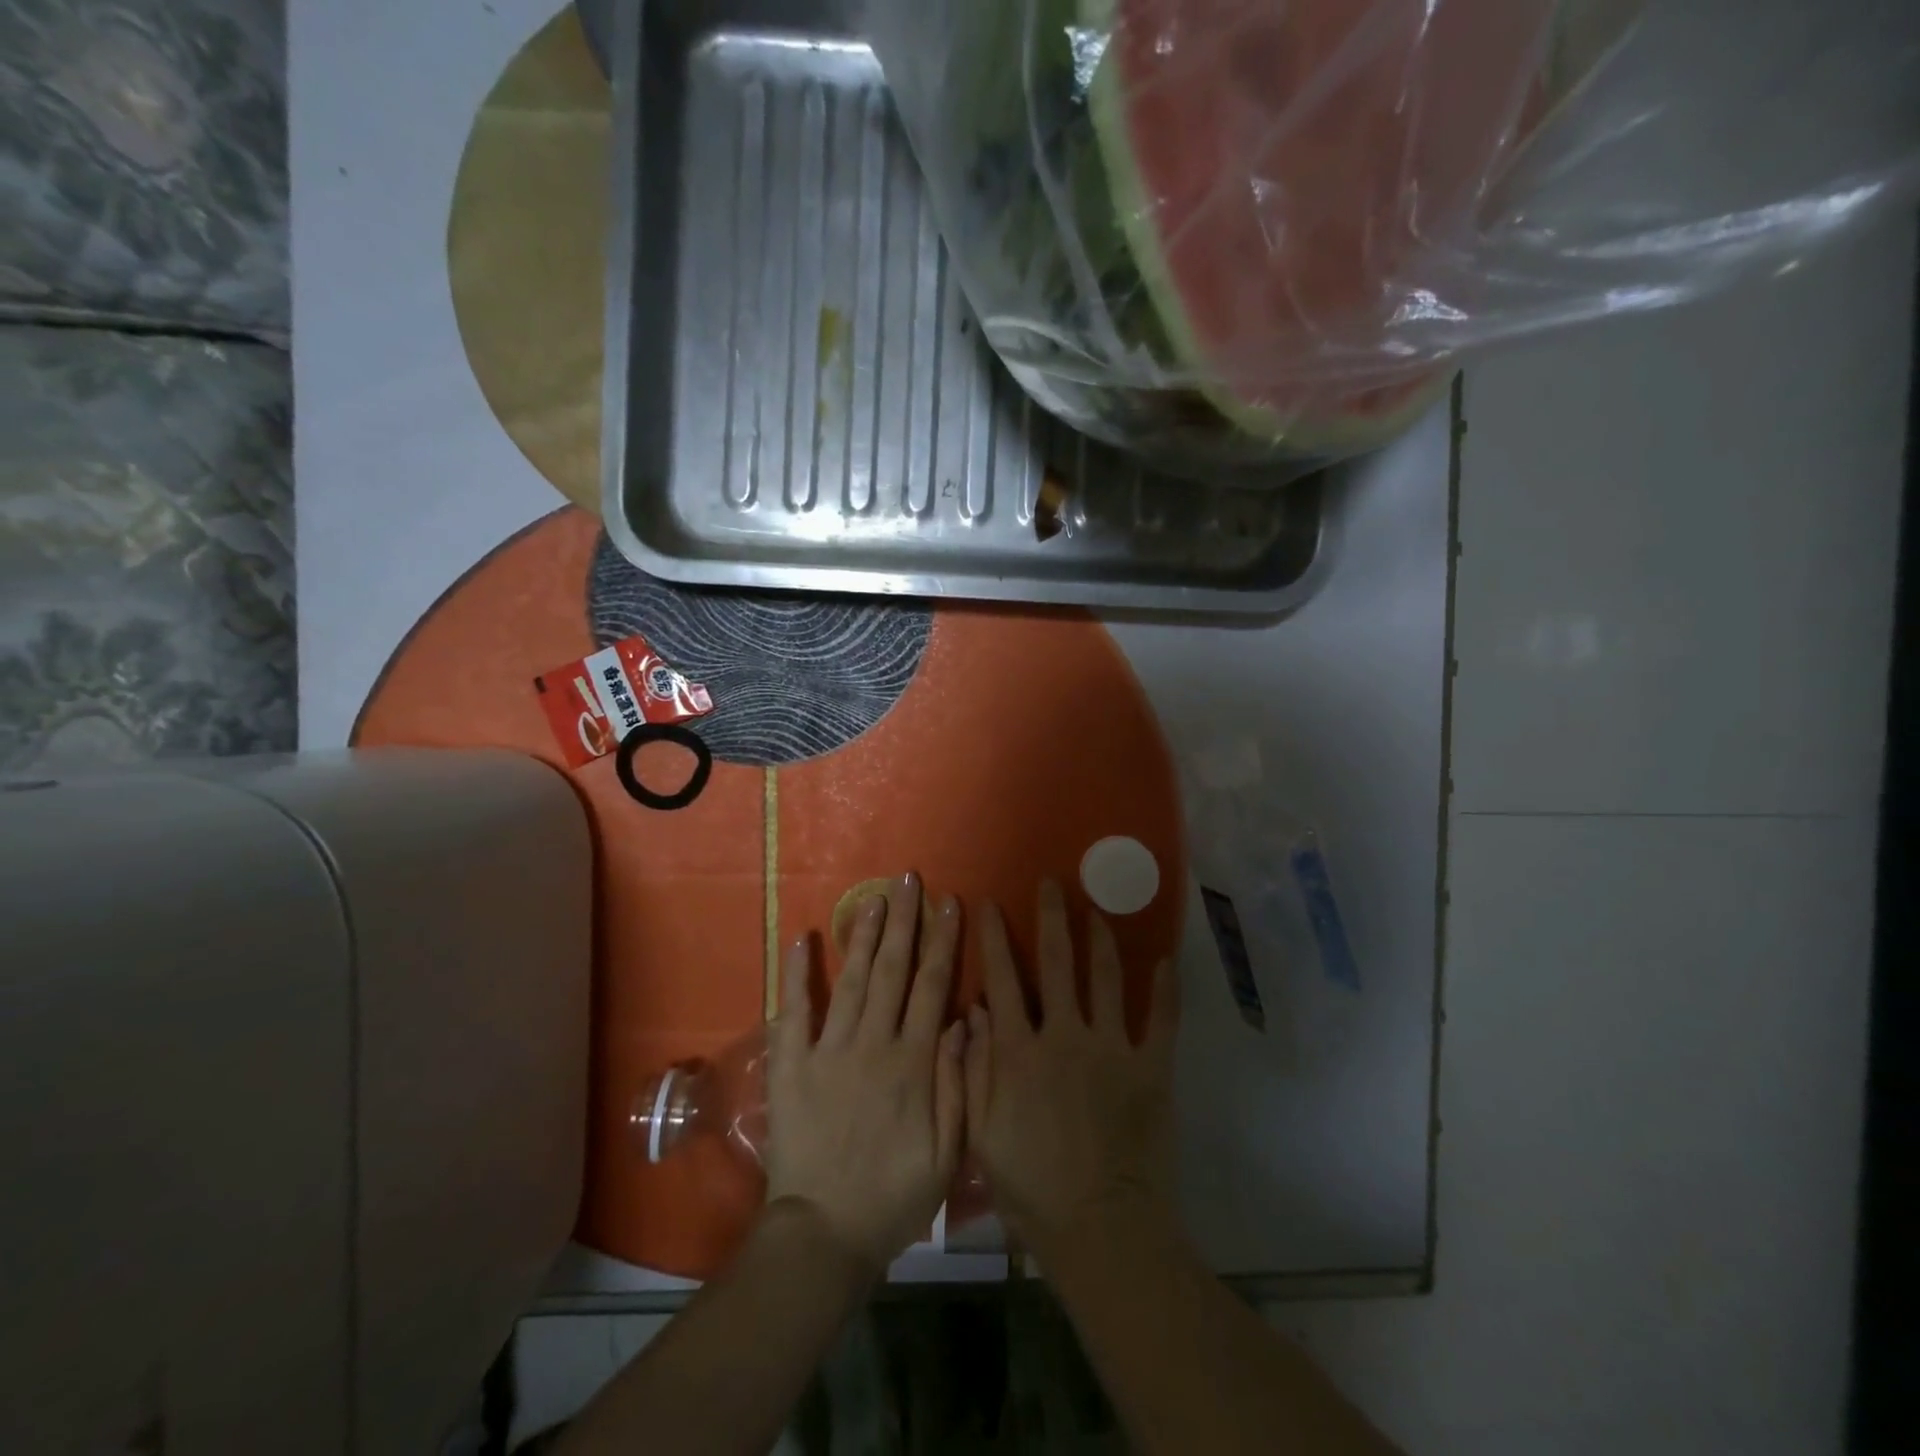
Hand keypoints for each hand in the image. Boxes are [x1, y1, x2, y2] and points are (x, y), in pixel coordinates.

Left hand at [766, 873, 965, 1273]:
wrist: (824, 1235)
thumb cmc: (893, 1195)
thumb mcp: (947, 1152)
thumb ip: (957, 1082)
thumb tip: (964, 1019)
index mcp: (913, 1062)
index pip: (933, 986)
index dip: (943, 941)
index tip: (950, 903)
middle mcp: (873, 1044)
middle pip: (893, 970)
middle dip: (904, 921)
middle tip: (909, 879)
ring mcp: (828, 1050)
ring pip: (852, 980)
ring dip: (862, 935)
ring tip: (873, 897)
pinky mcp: (791, 1065)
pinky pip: (793, 1012)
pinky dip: (797, 975)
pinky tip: (801, 939)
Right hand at [964, 880, 1180, 1259]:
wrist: (1100, 1227)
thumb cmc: (1031, 1186)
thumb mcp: (981, 1132)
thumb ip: (973, 1068)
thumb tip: (972, 1011)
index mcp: (1020, 1050)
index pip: (1003, 979)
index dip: (995, 939)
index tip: (991, 903)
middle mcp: (1065, 1034)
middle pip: (1057, 963)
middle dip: (1052, 917)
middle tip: (1052, 883)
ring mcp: (1112, 1047)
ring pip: (1107, 978)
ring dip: (1102, 939)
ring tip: (1098, 909)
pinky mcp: (1151, 1067)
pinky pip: (1163, 1018)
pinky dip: (1166, 987)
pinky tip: (1166, 958)